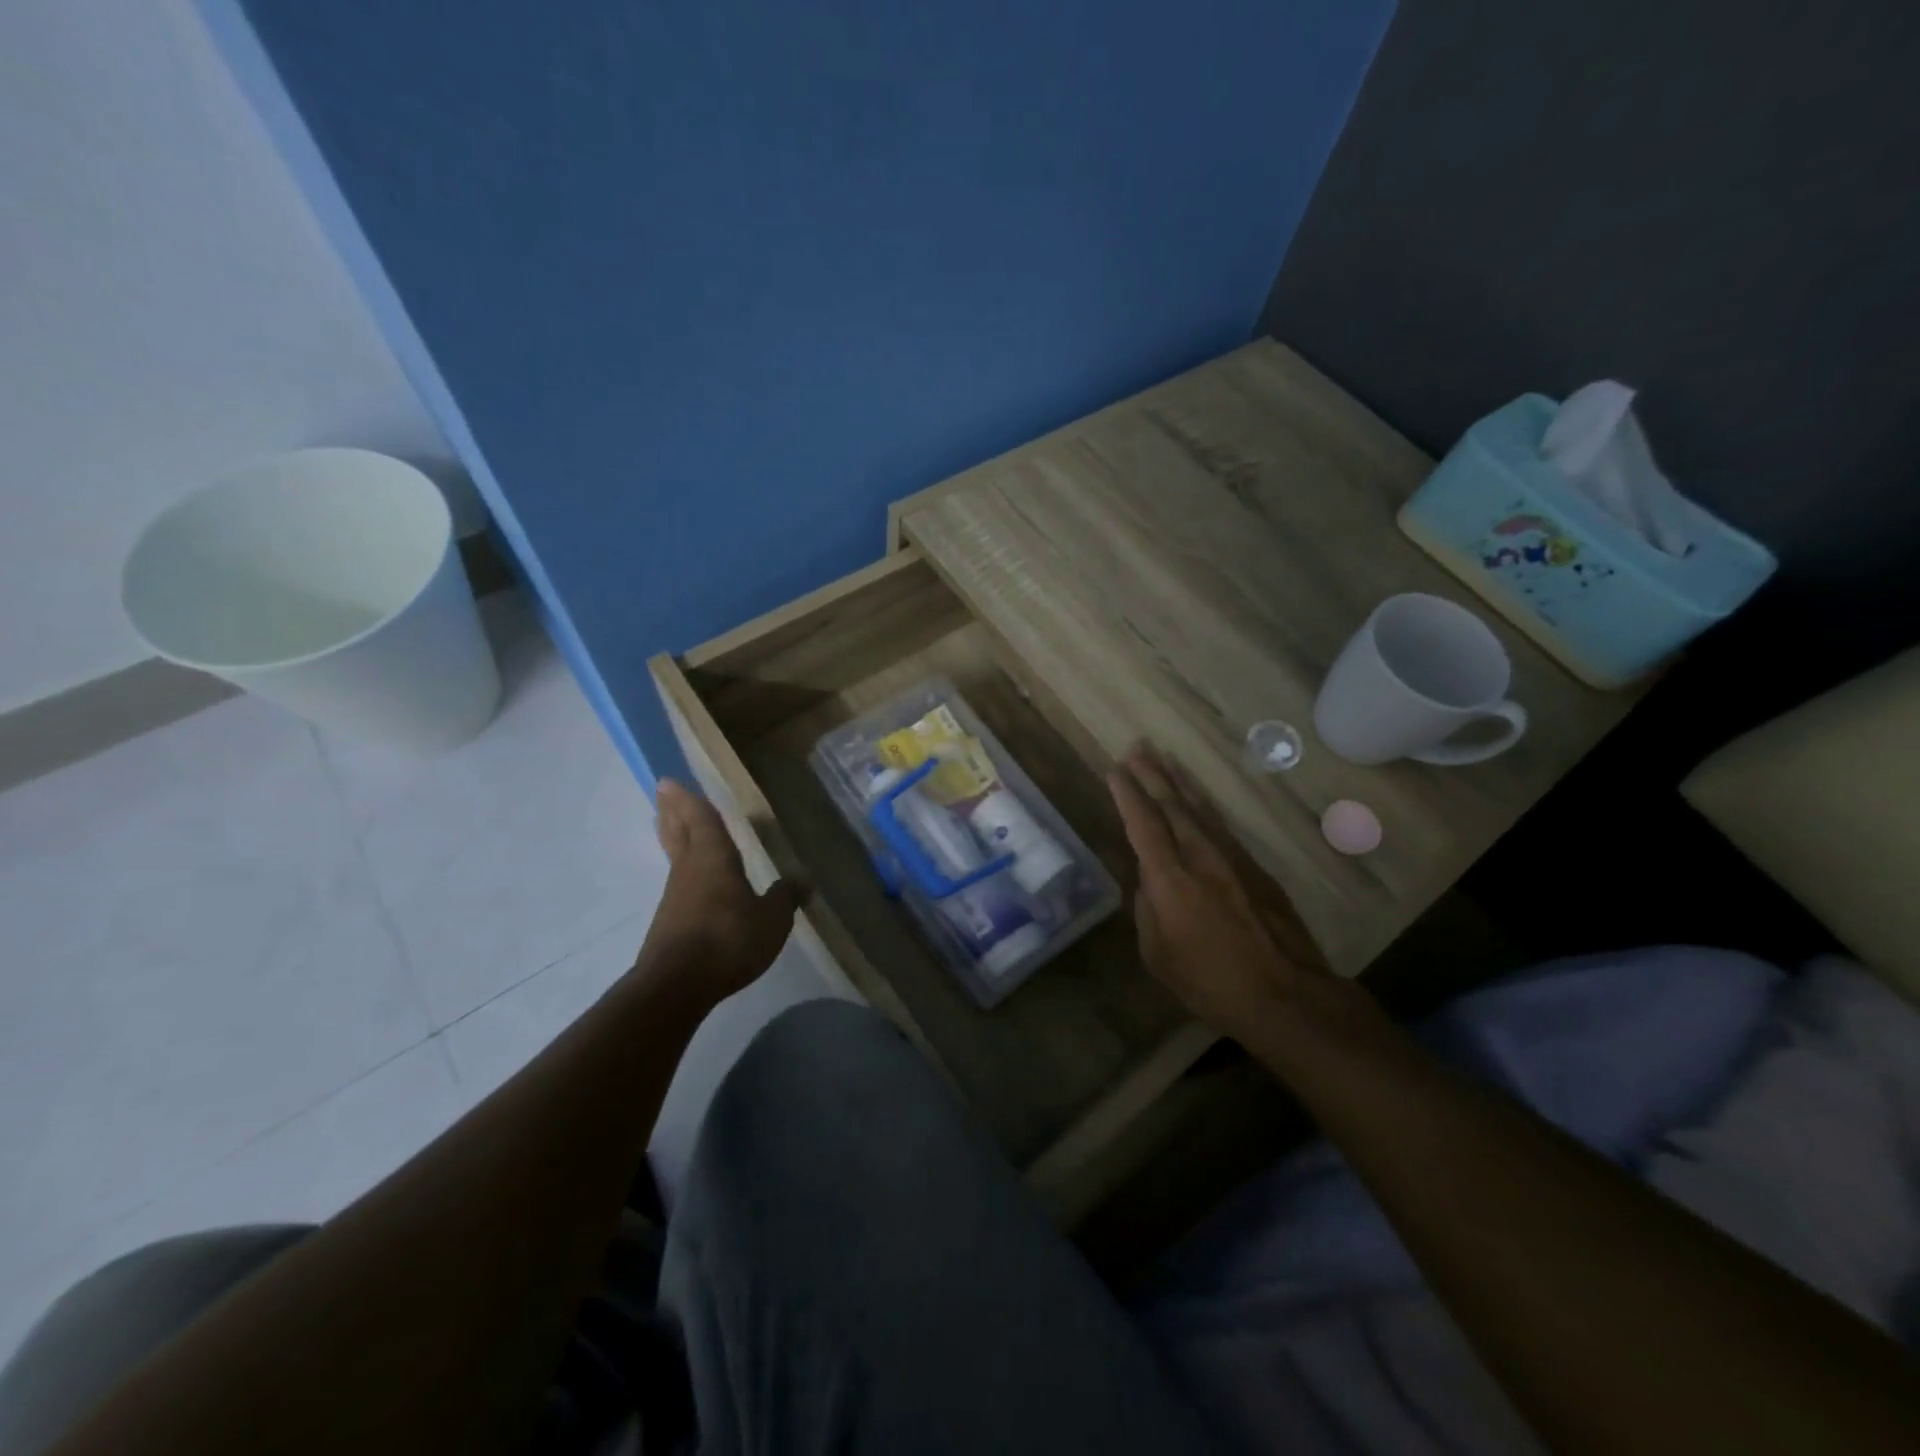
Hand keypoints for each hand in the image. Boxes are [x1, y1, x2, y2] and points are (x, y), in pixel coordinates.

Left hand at [635, 780, 802, 1006]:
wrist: (676, 986)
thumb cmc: (728, 940)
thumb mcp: (772, 920)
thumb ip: (785, 897)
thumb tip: (802, 879)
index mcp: (713, 858)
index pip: (701, 820)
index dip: (689, 800)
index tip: (669, 781)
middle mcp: (689, 870)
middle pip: (677, 832)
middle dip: (672, 811)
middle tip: (662, 792)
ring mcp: (675, 897)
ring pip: (675, 856)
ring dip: (673, 837)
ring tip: (673, 825)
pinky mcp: (669, 922)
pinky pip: (679, 883)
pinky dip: (683, 869)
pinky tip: (693, 880)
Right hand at [1107, 745, 1354, 1044]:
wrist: (1287, 995)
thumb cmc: (1211, 982)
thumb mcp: (1159, 954)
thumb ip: (1148, 908)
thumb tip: (1150, 879)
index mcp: (1170, 877)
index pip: (1143, 822)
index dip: (1127, 794)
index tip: (1114, 770)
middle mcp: (1200, 855)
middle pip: (1172, 803)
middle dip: (1152, 774)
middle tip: (1137, 748)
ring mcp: (1232, 858)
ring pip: (1200, 808)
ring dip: (1179, 781)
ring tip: (1165, 758)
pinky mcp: (1255, 867)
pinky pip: (1221, 824)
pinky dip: (1205, 804)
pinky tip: (1199, 798)